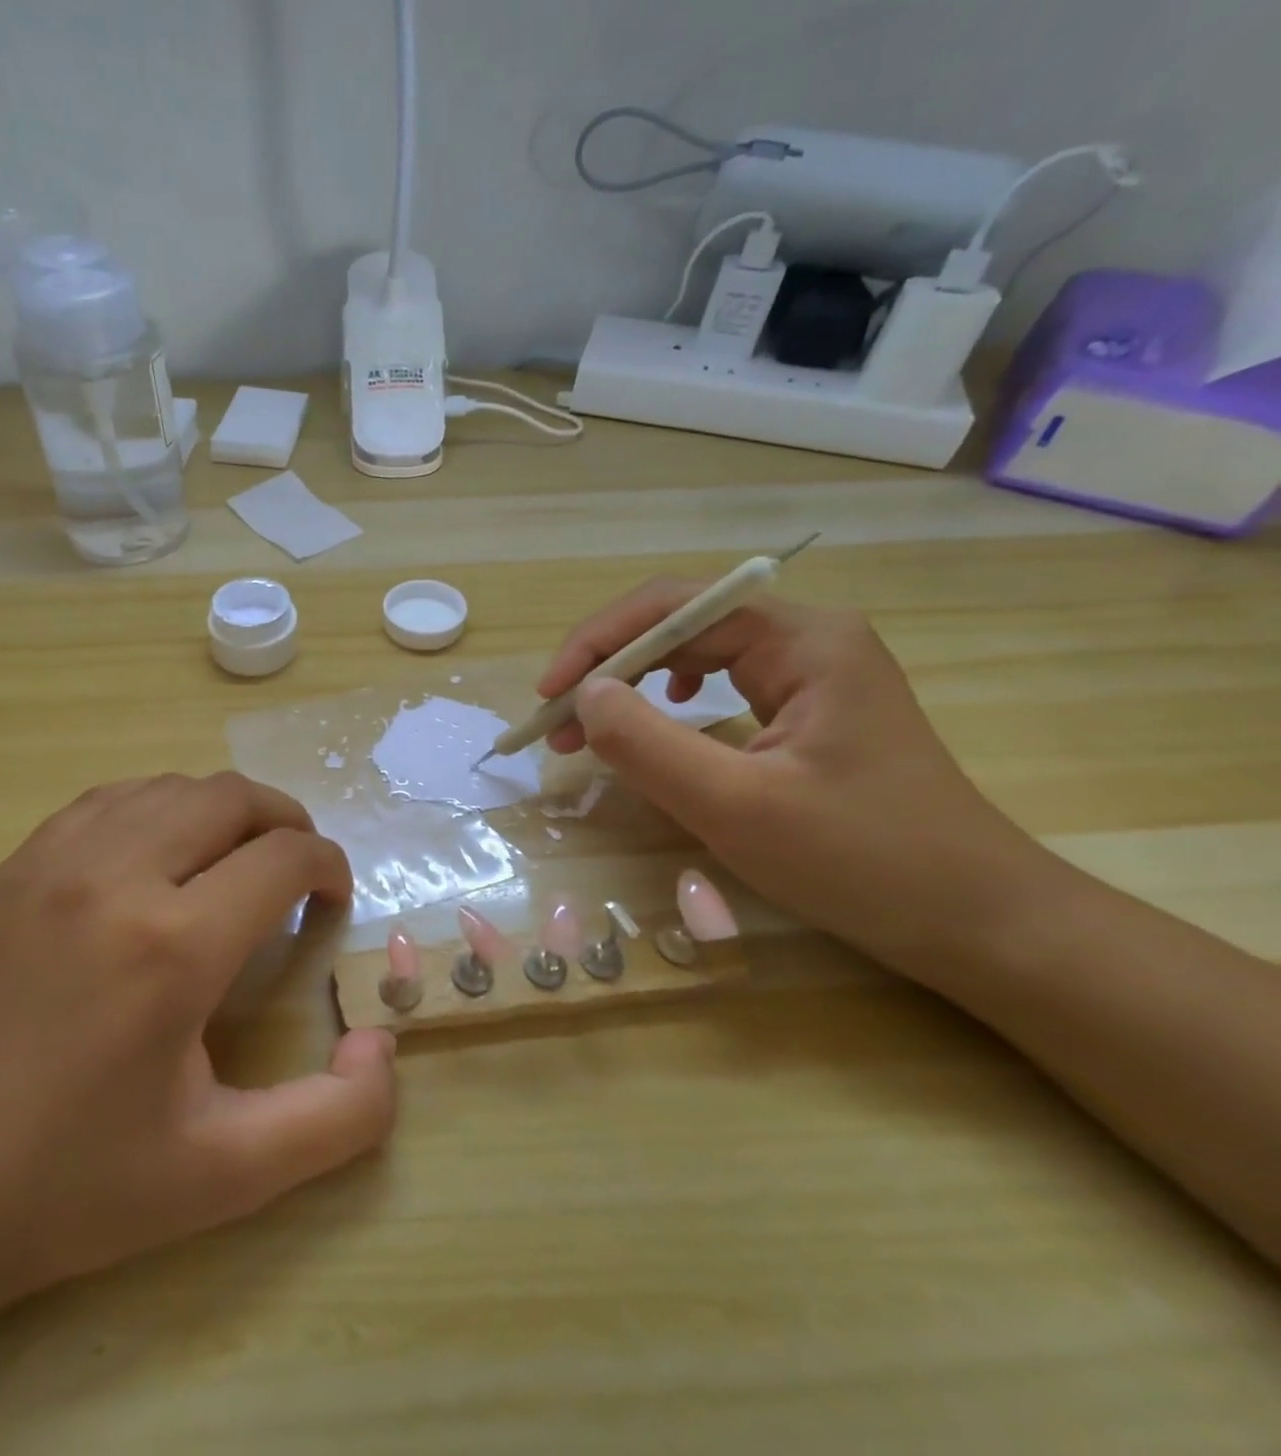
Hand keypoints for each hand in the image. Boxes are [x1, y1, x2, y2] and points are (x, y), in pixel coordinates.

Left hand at [0, 772, 396, 1318]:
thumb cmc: (73, 1186)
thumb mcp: (226, 1177)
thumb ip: (336, 1120)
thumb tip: (381, 1045)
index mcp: (174, 946)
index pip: (283, 856)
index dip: (327, 866)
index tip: (332, 900)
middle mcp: (115, 877)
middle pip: (230, 797)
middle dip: (284, 821)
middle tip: (297, 869)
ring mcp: (52, 862)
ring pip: (167, 787)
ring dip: (221, 810)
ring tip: (234, 858)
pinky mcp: (11, 869)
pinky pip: (106, 802)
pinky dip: (156, 809)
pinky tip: (157, 856)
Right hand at [539, 579, 1061, 975]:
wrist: (980, 923)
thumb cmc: (862, 861)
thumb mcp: (736, 806)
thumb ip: (648, 744)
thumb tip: (584, 695)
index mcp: (803, 640)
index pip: (675, 606)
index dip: (598, 642)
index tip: (548, 697)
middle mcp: (808, 639)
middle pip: (681, 624)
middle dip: (609, 668)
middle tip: (559, 726)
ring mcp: (813, 675)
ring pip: (696, 654)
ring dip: (632, 686)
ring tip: (589, 730)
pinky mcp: (809, 712)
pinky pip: (722, 685)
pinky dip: (668, 702)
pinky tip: (660, 717)